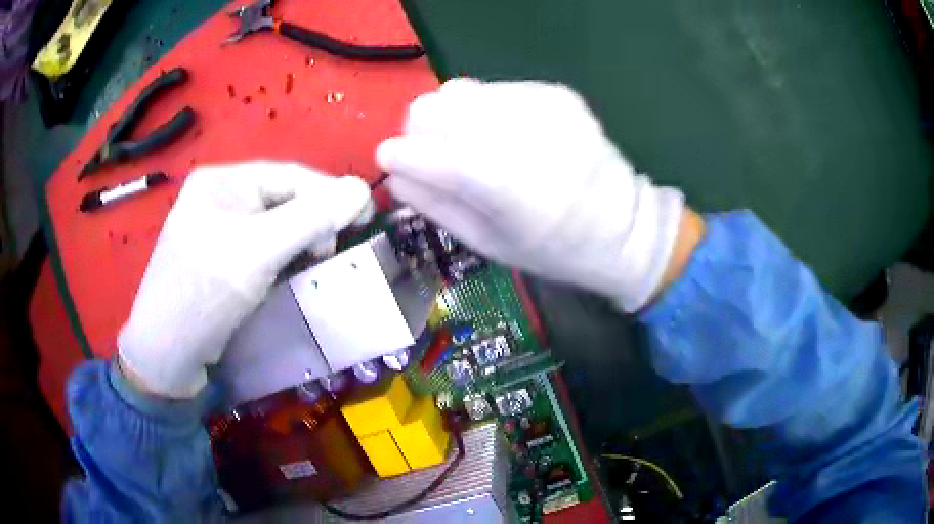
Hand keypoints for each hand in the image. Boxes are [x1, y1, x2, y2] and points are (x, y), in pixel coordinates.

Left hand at [118, 162, 373, 397]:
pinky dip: (286, 258)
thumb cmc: (204, 294)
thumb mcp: (257, 251)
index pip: (290, 175)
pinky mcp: (224, 260)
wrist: (166, 355)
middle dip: (315, 222)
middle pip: (285, 199)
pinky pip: (266, 248)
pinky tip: (294, 272)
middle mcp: (222, 197)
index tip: (365, 219)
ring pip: (278, 226)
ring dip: (303, 241)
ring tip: (316, 263)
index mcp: (223, 180)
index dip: (331, 194)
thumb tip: (362, 189)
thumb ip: (311, 218)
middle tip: (331, 252)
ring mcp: (221, 229)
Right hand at [377, 79, 684, 311]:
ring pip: (458, 92)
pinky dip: (482, 112)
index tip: (389, 160)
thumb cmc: (554, 250)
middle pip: (434, 106)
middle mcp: (525, 132)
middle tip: (435, 159)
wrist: (624, 226)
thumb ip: (435, 204)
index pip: (429, 151)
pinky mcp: (554, 92)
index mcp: (510, 186)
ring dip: (451, 120)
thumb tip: (394, 171)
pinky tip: (505, 137)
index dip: (398, 154)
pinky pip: (491, 90)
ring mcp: (543, 104)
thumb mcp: (488, 244)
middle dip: (421, 133)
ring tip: (474, 148)